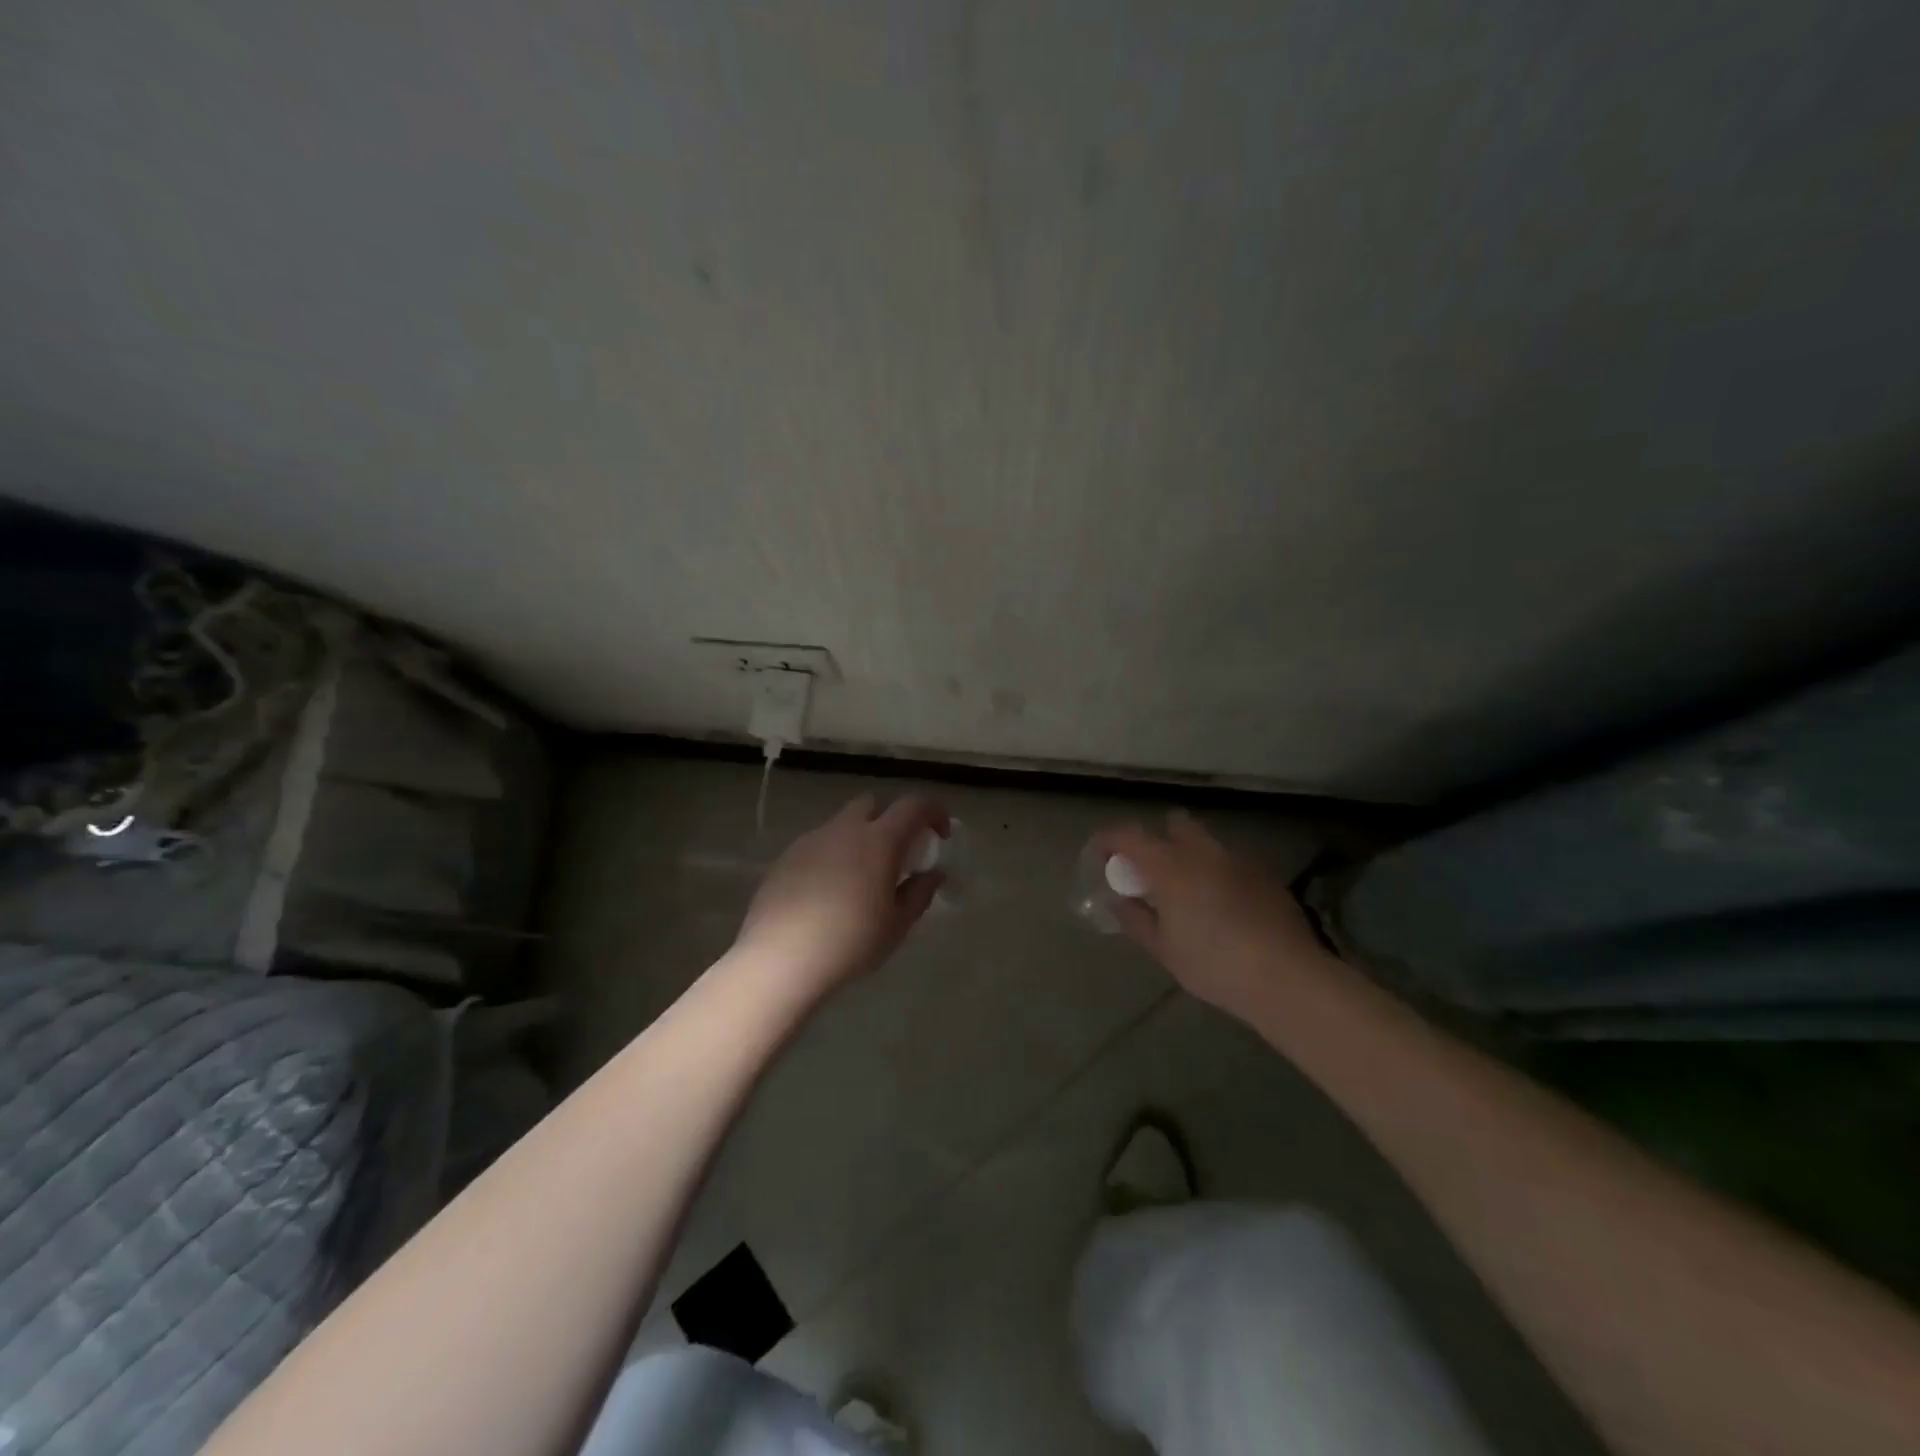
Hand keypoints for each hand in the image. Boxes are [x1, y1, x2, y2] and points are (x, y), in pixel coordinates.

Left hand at [734, 793, 949, 994]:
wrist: (780, 959)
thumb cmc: (850, 942)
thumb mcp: (897, 924)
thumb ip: (920, 893)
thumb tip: (934, 874)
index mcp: (879, 840)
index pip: (914, 805)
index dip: (933, 812)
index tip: (941, 834)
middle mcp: (844, 829)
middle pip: (873, 805)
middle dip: (890, 820)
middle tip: (896, 855)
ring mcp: (810, 840)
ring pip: (842, 824)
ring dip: (858, 839)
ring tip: (860, 879)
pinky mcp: (785, 858)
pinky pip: (817, 845)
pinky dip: (831, 856)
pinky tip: (827, 893)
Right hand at [1090, 810, 1332, 1019]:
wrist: (1287, 977)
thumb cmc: (1214, 964)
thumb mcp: (1164, 949)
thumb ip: (1136, 919)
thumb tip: (1118, 900)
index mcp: (1170, 865)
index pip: (1128, 835)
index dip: (1109, 839)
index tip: (1100, 854)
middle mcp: (1203, 851)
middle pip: (1175, 824)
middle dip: (1158, 839)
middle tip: (1150, 871)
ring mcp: (1238, 859)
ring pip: (1206, 843)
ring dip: (1190, 856)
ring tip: (1188, 891)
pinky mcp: (1265, 875)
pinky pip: (1230, 862)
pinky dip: (1217, 873)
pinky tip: (1222, 905)